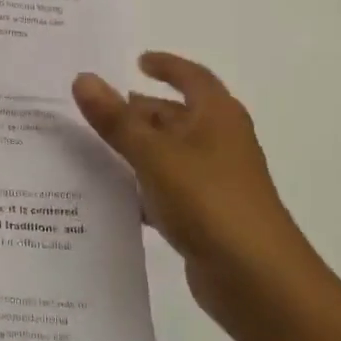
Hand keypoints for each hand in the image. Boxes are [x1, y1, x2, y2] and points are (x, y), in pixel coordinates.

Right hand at [73, 53, 328, 325]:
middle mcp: (218, 143)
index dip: (167, 65)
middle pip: (174, 116)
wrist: (256, 279)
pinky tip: (109, 197)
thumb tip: (83, 78)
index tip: (137, 61)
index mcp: (217, 117)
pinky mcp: (205, 216)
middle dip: (137, 112)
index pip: (192, 78)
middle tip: (92, 111)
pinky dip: (140, 188)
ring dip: (133, 151)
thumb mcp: (154, 155)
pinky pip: (164, 190)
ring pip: (166, 155)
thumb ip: (116, 120)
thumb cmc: (209, 201)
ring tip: (88, 150)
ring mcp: (213, 181)